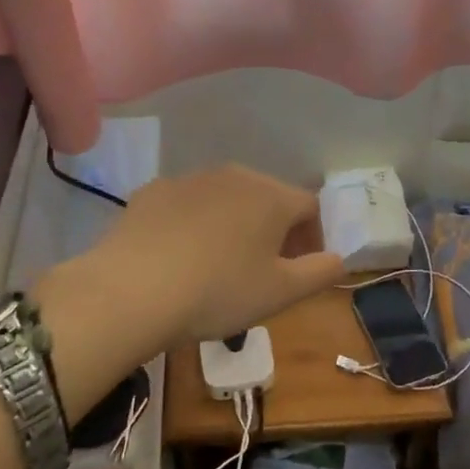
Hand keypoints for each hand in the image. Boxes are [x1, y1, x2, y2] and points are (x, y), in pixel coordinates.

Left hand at [84, 165, 342, 347]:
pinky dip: (194, 225)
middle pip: (268, 198)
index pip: (309, 207)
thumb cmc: (218, 292)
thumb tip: (338, 258)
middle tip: (265, 270)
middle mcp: (234, 175)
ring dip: (235, 225)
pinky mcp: (152, 192)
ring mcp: (189, 179)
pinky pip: (187, 205)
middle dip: (275, 230)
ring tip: (221, 265)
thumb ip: (320, 272)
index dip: (313, 238)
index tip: (302, 270)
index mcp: (271, 196)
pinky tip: (180, 257)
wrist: (131, 290)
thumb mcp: (281, 293)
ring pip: (226, 199)